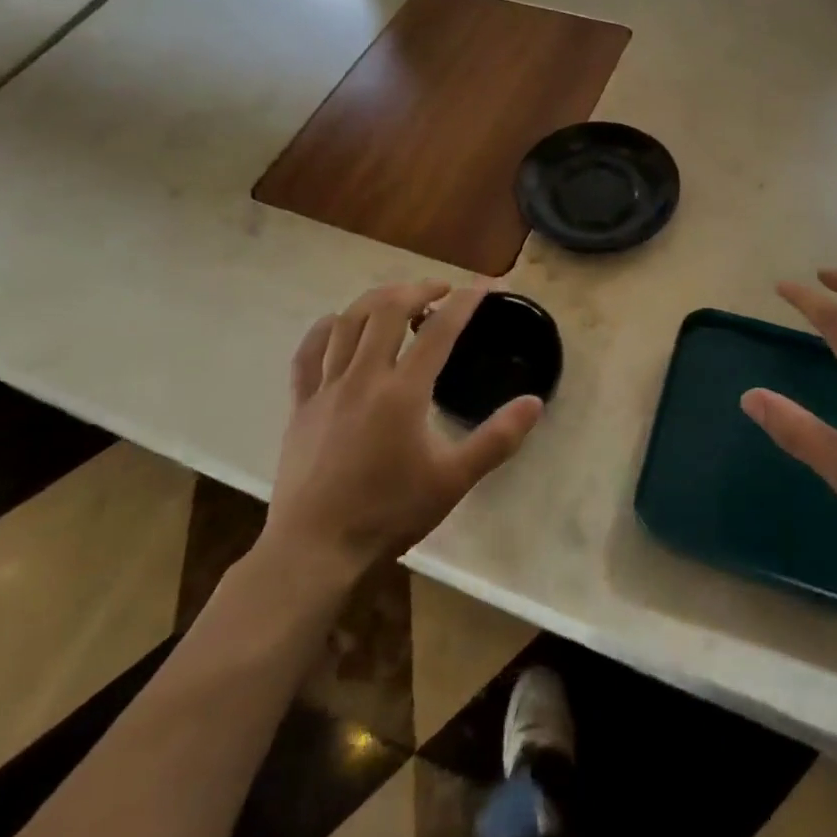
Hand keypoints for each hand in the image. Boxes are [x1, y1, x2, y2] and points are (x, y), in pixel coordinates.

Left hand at [261, 282, 543, 574]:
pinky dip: (324, 328)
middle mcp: (363, 377)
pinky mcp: (301, 404)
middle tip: (439, 289)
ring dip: (376, 300)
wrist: (316, 551)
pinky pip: (307, 352)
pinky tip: (336, 323)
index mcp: (403, 393)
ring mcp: (326, 388)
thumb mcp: (453, 480)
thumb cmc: (389, 514)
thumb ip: (496, 439)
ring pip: (347, 322)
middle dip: (417, 288)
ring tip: (396, 298)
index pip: (439, 330)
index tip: (483, 286)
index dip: (464, 302)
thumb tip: (534, 402)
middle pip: (388, 310)